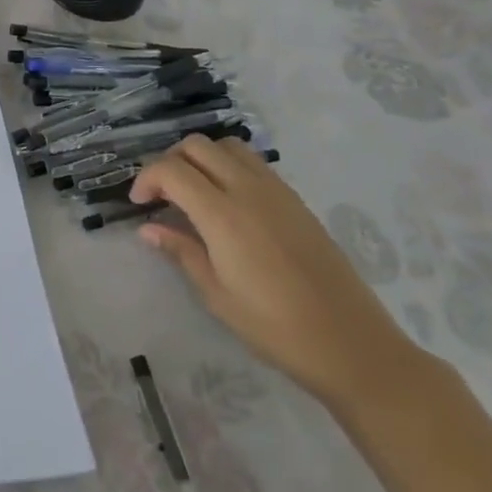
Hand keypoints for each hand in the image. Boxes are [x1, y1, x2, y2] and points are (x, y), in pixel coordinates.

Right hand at [131, 137, 422, 410]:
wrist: (352, 344)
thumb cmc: (275, 327)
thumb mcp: (217, 295)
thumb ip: (182, 251)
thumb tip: (148, 229)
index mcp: (223, 214)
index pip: (171, 170)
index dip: (146, 179)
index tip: (139, 204)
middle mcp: (248, 190)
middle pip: (197, 146)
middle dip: (170, 161)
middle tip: (162, 195)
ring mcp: (277, 191)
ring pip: (227, 147)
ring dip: (201, 158)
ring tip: (193, 192)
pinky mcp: (296, 200)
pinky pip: (254, 164)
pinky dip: (229, 167)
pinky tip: (228, 203)